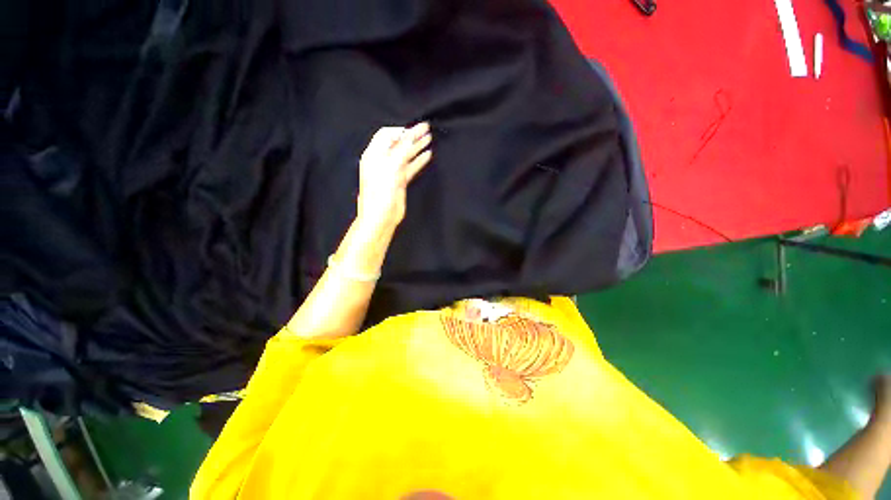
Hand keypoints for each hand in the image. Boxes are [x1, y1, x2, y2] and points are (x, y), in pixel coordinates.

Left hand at [357, 122, 432, 231]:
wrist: (380, 218)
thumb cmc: (381, 193)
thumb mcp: (390, 169)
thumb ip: (401, 151)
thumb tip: (411, 134)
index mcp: (374, 155)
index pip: (387, 135)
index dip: (401, 130)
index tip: (416, 129)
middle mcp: (382, 161)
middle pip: (398, 143)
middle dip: (412, 135)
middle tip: (426, 129)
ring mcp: (392, 171)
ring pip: (406, 155)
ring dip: (417, 146)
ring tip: (429, 138)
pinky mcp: (400, 181)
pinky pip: (410, 167)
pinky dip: (419, 160)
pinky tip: (427, 155)